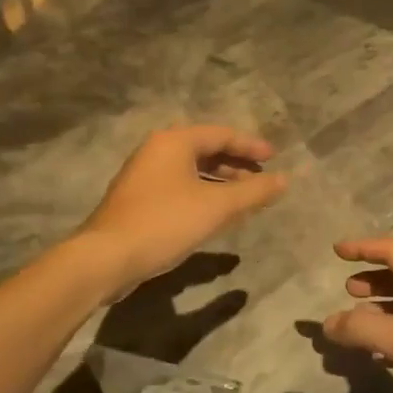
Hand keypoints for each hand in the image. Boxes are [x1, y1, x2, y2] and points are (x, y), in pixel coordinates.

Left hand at [76, 126, 287, 297]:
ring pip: (191, 170)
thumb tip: (285, 179)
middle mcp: (156, 150)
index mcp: (174, 141)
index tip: (275, 159)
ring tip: (244, 198)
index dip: (251, 146)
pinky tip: (214, 215)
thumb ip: (253, 191)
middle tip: (261, 178)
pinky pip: (178, 187)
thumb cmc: (165, 222)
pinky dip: (201, 194)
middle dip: (236, 164)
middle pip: (205, 150)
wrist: (106, 257)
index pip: (221, 134)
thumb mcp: (217, 207)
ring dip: (220, 182)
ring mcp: (143, 175)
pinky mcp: (137, 199)